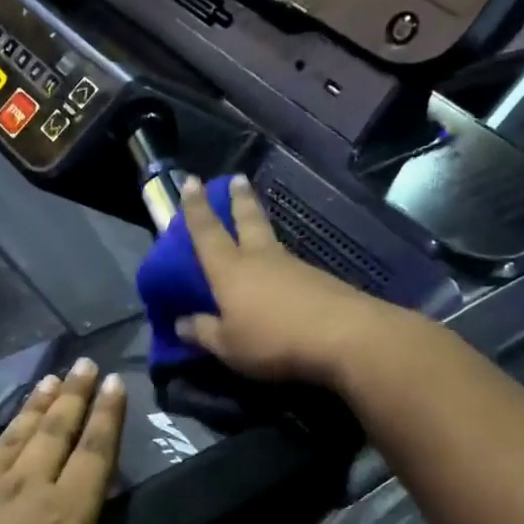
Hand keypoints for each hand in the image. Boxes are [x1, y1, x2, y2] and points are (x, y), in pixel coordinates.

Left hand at [0, 359, 229, 523]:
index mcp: (63, 518)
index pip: (95, 457)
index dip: (109, 419)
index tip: (116, 381)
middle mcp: (20, 492)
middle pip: (53, 436)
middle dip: (72, 400)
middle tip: (83, 363)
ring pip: (7, 440)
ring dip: (28, 410)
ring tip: (45, 378)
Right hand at [175, 175, 397, 388]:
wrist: (344, 336)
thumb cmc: (273, 339)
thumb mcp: (228, 345)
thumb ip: (204, 332)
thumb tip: (180, 323)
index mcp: (230, 269)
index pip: (206, 231)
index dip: (196, 207)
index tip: (192, 181)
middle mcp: (260, 258)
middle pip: (247, 220)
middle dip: (238, 199)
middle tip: (236, 178)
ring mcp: (293, 266)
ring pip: (270, 238)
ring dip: (261, 223)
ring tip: (255, 221)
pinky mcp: (318, 280)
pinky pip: (289, 263)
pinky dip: (279, 260)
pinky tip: (280, 270)